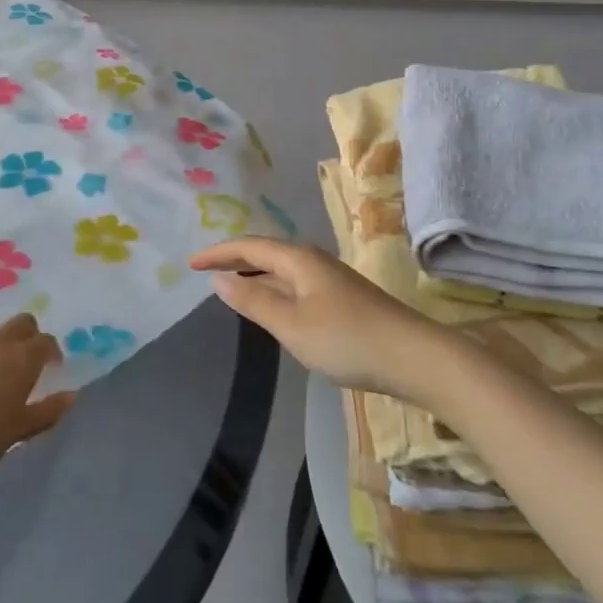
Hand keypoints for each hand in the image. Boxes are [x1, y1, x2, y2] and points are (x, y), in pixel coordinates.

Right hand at [190, 238, 453, 400]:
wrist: (412, 356)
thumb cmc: (346, 339)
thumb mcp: (291, 325)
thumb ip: (253, 301)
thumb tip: (218, 278)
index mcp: (298, 259)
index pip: (249, 246)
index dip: (218, 253)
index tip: (190, 263)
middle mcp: (313, 260)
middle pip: (266, 252)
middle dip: (235, 259)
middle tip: (205, 270)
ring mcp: (330, 279)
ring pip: (282, 269)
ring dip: (254, 273)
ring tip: (231, 284)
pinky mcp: (342, 298)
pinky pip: (295, 283)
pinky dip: (273, 288)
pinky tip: (272, 306)